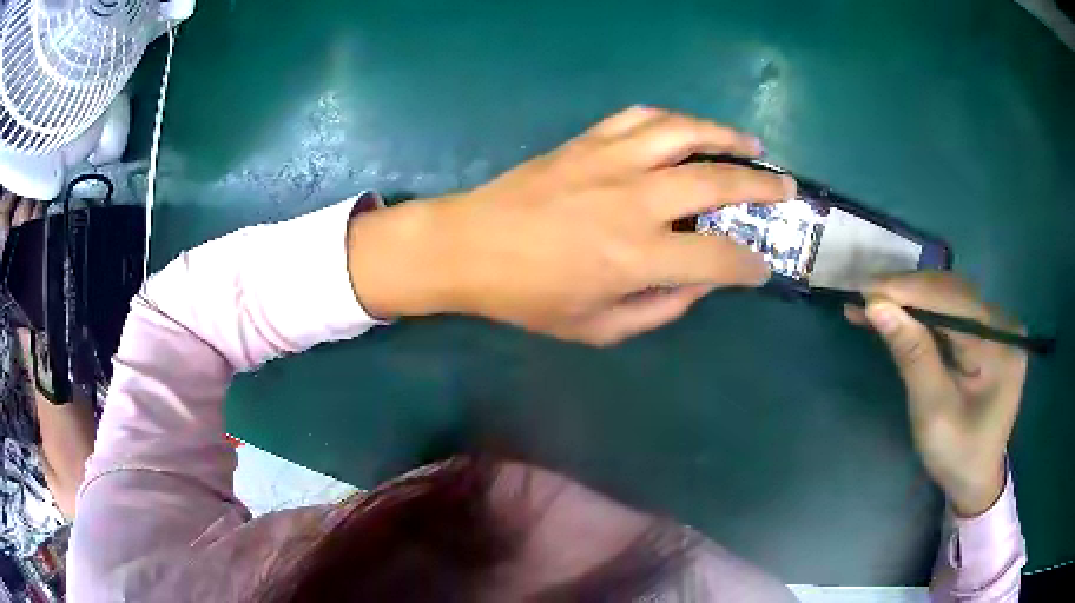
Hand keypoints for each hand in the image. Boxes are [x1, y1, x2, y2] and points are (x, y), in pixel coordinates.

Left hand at [347, 106, 794, 344]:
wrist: (469, 246)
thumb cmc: (528, 297)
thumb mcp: (596, 328)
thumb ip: (658, 309)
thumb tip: (701, 284)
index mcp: (637, 257)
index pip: (719, 260)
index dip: (748, 267)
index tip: (760, 268)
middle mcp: (634, 201)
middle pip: (716, 182)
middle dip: (762, 187)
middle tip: (786, 188)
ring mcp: (610, 161)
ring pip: (685, 133)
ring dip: (726, 137)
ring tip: (752, 146)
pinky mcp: (588, 141)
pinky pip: (641, 118)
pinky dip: (674, 120)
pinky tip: (690, 129)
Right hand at [845, 273, 1026, 516]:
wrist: (975, 478)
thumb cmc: (956, 454)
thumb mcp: (933, 411)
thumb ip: (912, 355)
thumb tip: (877, 306)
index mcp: (999, 345)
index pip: (952, 300)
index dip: (908, 291)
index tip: (864, 290)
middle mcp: (1002, 323)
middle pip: (951, 292)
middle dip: (907, 291)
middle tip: (863, 294)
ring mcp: (996, 326)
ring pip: (949, 296)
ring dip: (911, 298)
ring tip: (874, 301)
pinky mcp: (986, 333)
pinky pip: (952, 311)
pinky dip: (923, 311)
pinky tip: (899, 312)